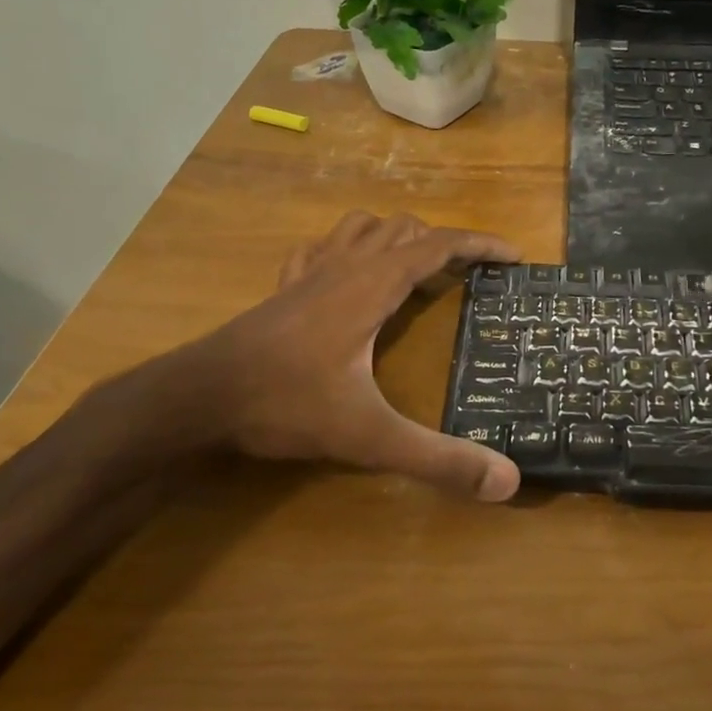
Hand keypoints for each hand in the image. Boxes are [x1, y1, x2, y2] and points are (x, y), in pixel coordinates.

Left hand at [151, 211, 520, 500]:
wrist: (197, 399)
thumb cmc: (286, 405)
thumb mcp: (371, 437)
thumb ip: (439, 459)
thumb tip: (507, 482)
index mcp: (373, 286)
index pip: (438, 245)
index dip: (480, 244)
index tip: (514, 256)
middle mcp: (345, 267)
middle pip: (404, 229)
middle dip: (443, 244)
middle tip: (468, 277)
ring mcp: (309, 274)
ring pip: (362, 228)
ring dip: (396, 237)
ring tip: (417, 269)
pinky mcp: (283, 289)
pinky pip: (321, 248)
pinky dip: (347, 248)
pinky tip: (347, 273)